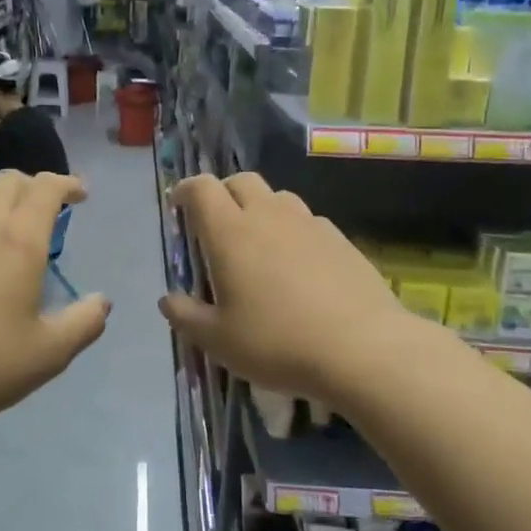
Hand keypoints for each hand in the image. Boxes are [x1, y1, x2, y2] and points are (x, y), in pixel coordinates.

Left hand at [0, 171, 109, 451]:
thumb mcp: (48, 354)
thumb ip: (84, 323)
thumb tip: (102, 301)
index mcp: (20, 240)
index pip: (46, 188)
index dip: (66, 183)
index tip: (79, 194)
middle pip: (8, 180)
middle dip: (32, 186)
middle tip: (43, 209)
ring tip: (1, 226)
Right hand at [158, 173, 413, 409]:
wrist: (363, 349)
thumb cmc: (277, 343)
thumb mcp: (218, 341)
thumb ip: (186, 316)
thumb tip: (167, 300)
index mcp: (230, 232)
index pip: (201, 188)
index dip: (186, 190)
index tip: (178, 205)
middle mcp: (268, 216)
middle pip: (240, 181)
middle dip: (222, 193)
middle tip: (215, 223)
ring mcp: (308, 224)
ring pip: (277, 197)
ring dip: (259, 208)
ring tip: (257, 242)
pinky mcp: (340, 239)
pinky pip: (307, 220)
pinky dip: (292, 230)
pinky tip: (297, 263)